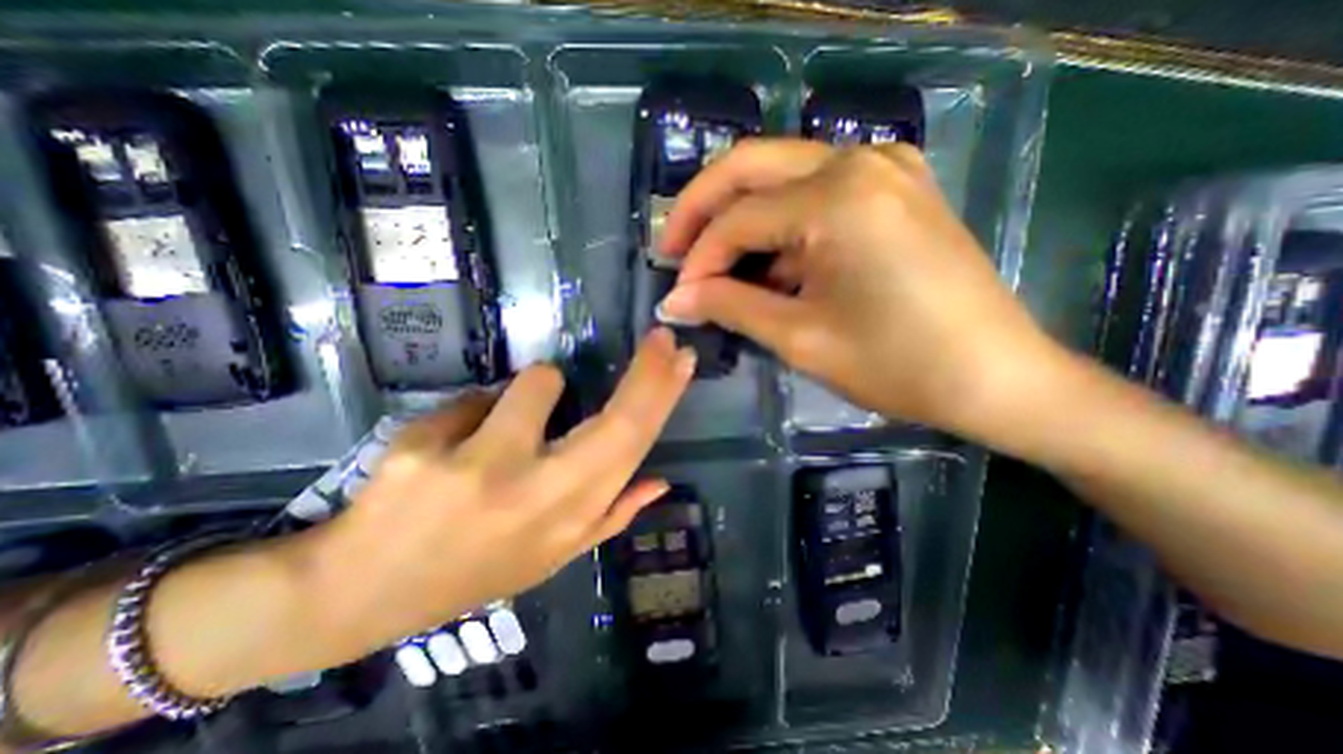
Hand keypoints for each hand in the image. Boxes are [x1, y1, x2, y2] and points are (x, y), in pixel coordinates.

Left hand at [304, 331, 693, 658]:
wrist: (360, 594)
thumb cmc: (473, 570)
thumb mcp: (551, 556)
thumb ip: (611, 517)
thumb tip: (659, 481)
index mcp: (569, 520)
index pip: (632, 447)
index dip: (662, 398)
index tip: (680, 359)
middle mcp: (537, 496)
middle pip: (614, 421)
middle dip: (647, 373)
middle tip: (661, 340)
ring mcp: (479, 471)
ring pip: (537, 384)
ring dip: (534, 389)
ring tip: (504, 424)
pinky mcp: (423, 450)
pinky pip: (476, 398)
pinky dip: (476, 410)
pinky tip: (450, 446)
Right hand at [661, 139, 1071, 439]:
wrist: (995, 376)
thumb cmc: (896, 364)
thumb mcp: (800, 338)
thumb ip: (729, 307)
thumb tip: (675, 300)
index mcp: (836, 196)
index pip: (737, 219)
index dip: (698, 259)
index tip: (678, 296)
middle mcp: (858, 160)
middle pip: (750, 166)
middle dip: (701, 209)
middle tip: (672, 249)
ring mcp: (883, 166)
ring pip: (781, 174)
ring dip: (740, 217)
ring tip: (717, 267)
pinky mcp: (895, 187)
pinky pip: (815, 190)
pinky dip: (780, 223)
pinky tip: (770, 263)